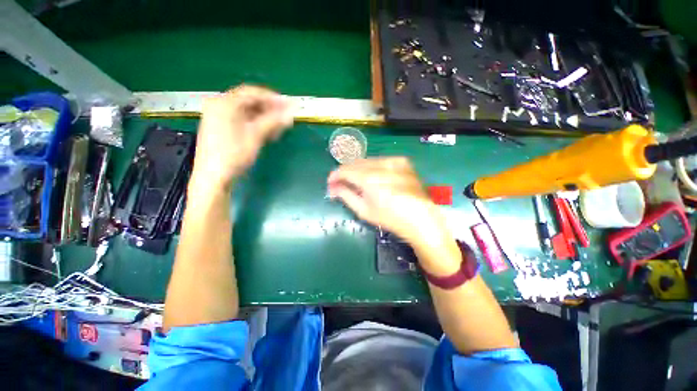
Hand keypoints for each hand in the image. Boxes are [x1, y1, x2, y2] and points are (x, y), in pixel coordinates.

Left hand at [191, 85, 292, 190]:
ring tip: (280, 128)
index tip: (289, 105)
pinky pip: (242, 121)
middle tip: (286, 118)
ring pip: (247, 112)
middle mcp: (219, 105)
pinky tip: (268, 132)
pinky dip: (256, 125)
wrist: (213, 176)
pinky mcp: (221, 128)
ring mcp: (219, 117)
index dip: (273, 98)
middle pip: (249, 102)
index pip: (253, 93)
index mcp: (224, 103)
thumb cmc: (233, 154)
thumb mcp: (255, 136)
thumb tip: (290, 113)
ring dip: (265, 118)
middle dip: (270, 109)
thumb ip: (273, 121)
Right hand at [327, 157, 450, 249]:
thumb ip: (346, 195)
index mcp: (370, 179)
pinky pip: (380, 161)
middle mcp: (381, 164)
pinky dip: (372, 167)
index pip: (345, 170)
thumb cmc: (391, 219)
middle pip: (355, 163)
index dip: (335, 175)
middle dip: (345, 172)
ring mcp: (394, 160)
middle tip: (341, 184)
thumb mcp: (364, 210)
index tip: (331, 183)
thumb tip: (333, 187)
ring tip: (357, 182)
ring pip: (367, 160)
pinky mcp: (402, 161)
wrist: (422, 219)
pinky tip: (375, 178)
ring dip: (358, 169)